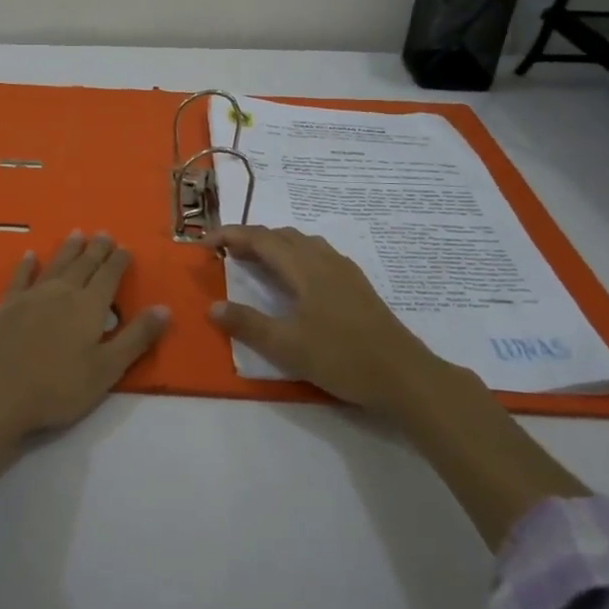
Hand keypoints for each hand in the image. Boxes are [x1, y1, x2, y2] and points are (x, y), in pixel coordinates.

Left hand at [0, 232, 169, 437]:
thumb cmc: (58, 387)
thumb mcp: (107, 369)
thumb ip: (136, 337)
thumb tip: (164, 307)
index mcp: (90, 306)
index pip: (109, 276)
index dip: (118, 261)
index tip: (124, 247)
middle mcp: (63, 292)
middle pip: (84, 265)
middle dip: (96, 249)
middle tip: (104, 233)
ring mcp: (32, 296)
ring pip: (56, 265)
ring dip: (68, 249)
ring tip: (77, 234)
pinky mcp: (7, 305)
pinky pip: (20, 277)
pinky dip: (26, 265)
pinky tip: (29, 255)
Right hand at [210, 223, 586, 550]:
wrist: (404, 374)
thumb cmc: (342, 357)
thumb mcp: (287, 346)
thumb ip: (248, 324)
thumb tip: (213, 306)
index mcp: (304, 268)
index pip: (260, 239)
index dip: (231, 235)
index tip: (205, 242)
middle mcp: (323, 259)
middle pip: (281, 235)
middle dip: (250, 238)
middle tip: (226, 252)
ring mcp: (343, 270)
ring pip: (302, 242)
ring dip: (274, 244)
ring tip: (256, 261)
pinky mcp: (357, 284)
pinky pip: (317, 254)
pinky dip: (294, 254)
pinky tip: (296, 278)